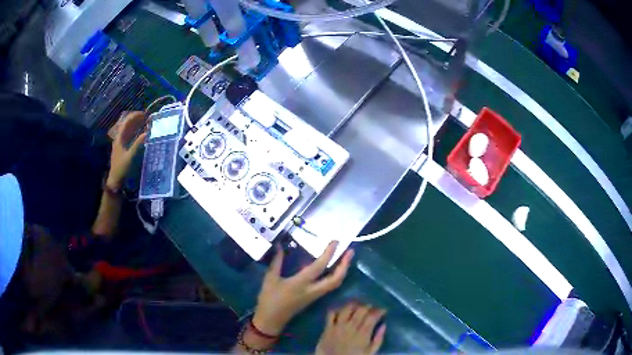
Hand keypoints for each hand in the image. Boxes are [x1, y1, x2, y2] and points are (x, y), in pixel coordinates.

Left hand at [107, 111, 146, 188]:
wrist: (115, 180)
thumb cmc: (121, 168)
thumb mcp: (130, 157)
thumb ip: (138, 144)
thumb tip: (147, 133)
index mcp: (119, 138)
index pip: (126, 122)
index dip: (134, 116)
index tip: (144, 114)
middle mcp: (119, 138)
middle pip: (126, 124)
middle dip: (135, 119)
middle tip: (146, 117)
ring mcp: (120, 143)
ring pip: (128, 130)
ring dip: (135, 124)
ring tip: (144, 122)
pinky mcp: (123, 148)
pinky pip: (129, 136)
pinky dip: (135, 132)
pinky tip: (140, 132)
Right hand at [252, 241, 353, 335]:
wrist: (272, 319)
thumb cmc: (270, 298)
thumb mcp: (270, 278)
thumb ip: (277, 261)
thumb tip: (279, 245)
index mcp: (301, 283)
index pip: (319, 266)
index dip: (329, 254)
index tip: (336, 242)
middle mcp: (312, 289)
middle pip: (335, 279)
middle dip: (345, 265)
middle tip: (350, 251)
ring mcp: (315, 295)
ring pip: (335, 284)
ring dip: (342, 271)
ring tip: (346, 258)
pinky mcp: (314, 298)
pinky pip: (329, 286)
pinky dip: (336, 276)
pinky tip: (334, 269)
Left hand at [316, 303, 386, 354]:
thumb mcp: (370, 353)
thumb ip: (378, 339)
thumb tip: (383, 325)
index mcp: (363, 334)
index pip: (372, 316)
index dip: (379, 311)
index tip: (383, 310)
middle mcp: (351, 327)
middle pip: (361, 310)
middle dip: (368, 306)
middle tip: (371, 308)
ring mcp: (338, 326)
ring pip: (346, 309)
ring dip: (353, 305)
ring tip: (358, 306)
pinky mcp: (327, 328)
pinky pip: (331, 313)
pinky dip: (337, 309)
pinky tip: (341, 311)